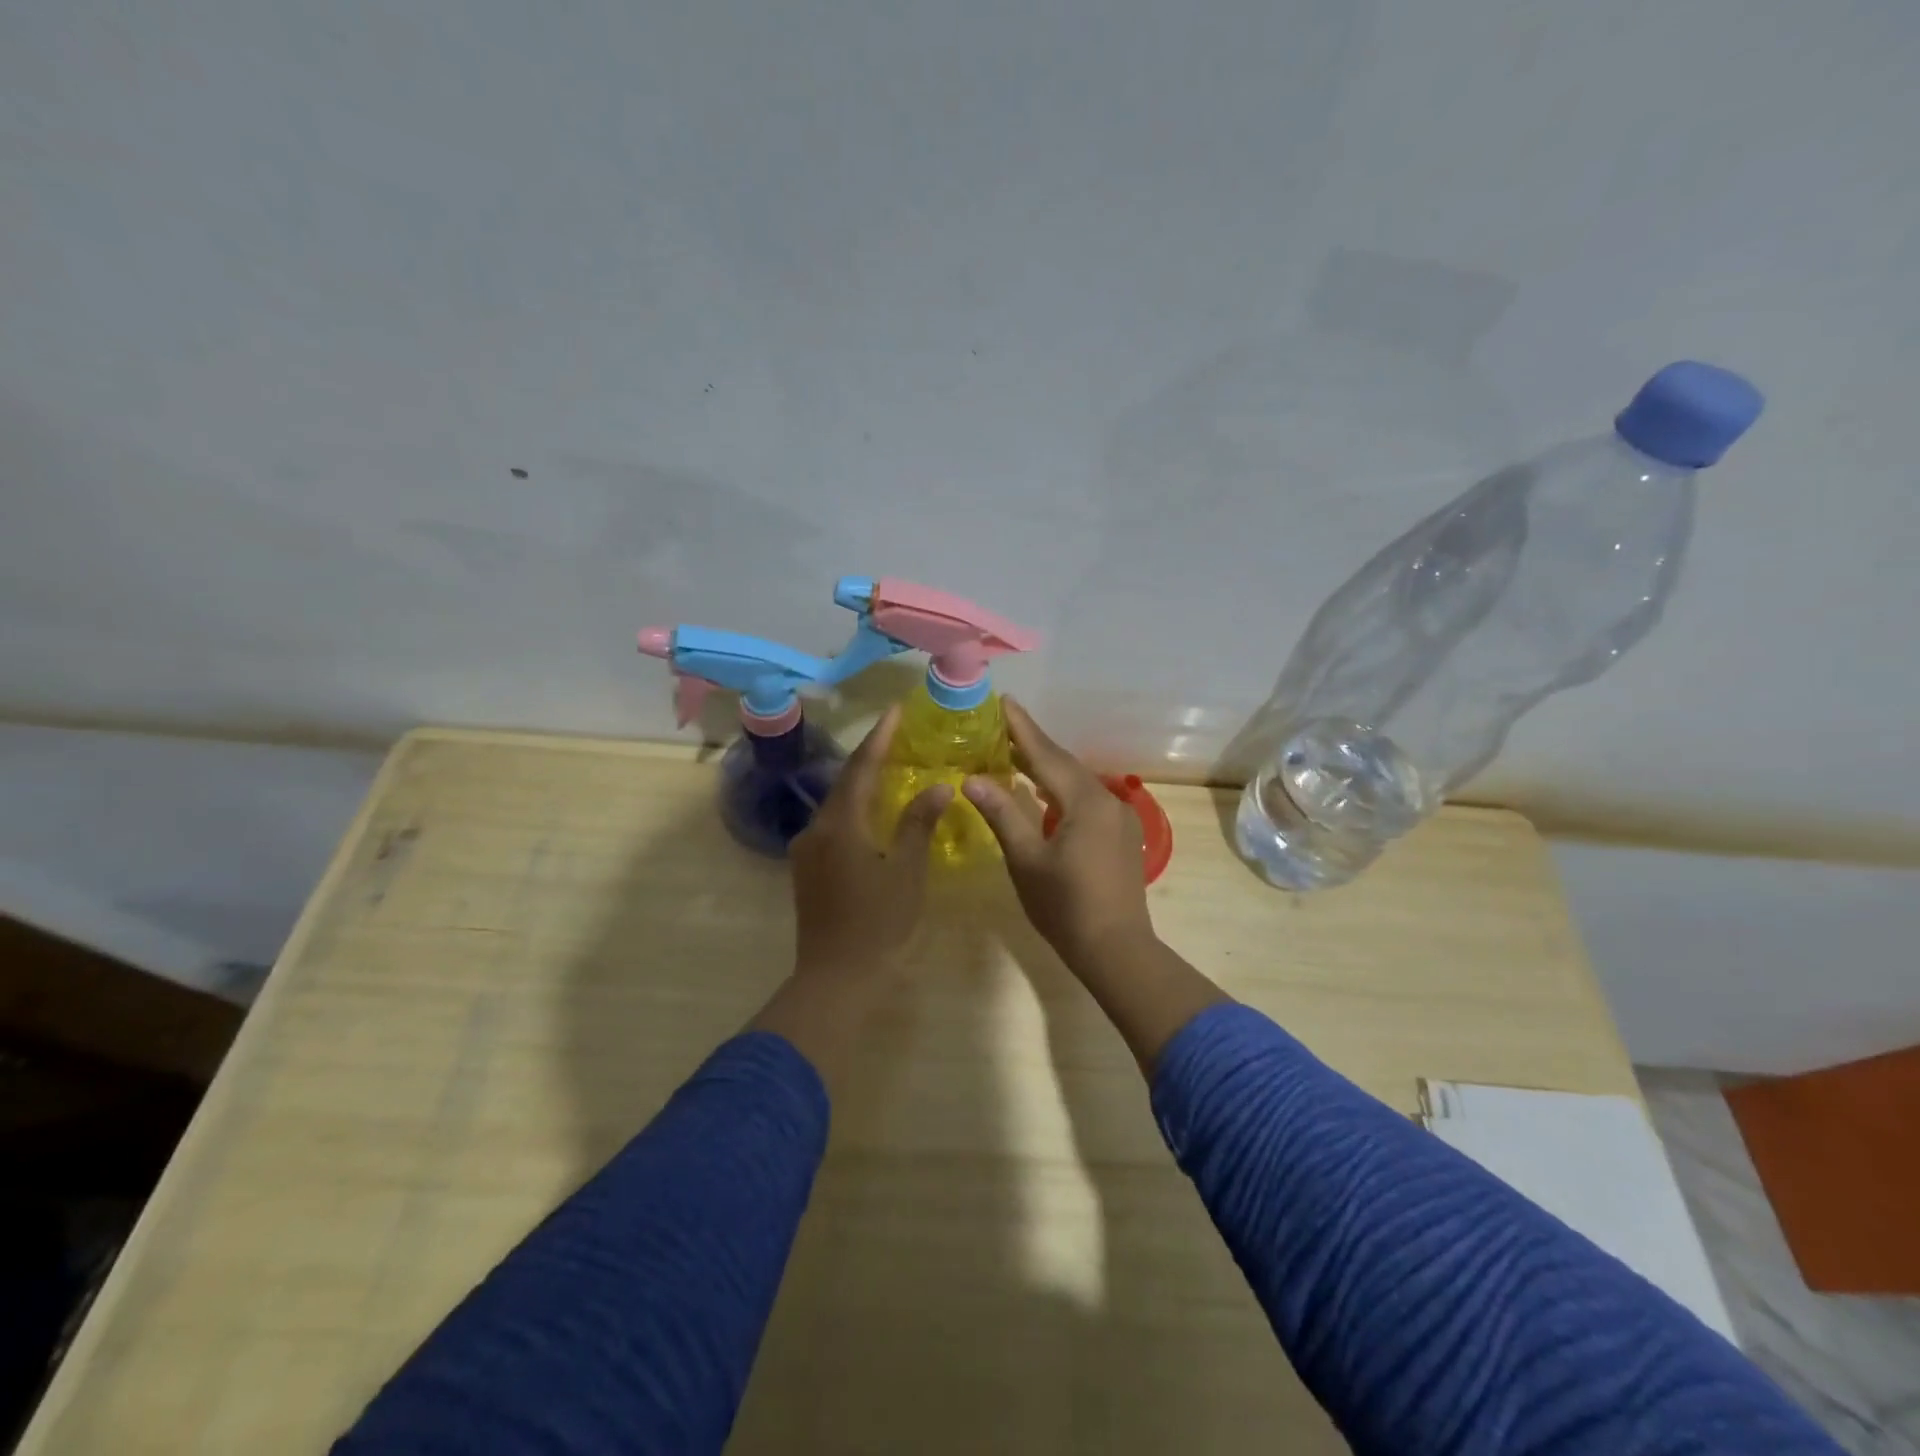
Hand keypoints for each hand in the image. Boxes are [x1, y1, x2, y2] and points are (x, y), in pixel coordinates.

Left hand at [788, 704, 951, 987]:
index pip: (862, 767)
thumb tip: (939, 786)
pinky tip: (873, 813)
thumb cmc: (878, 924)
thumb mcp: (906, 871)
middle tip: (898, 736)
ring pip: (837, 804)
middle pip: (845, 782)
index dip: (880, 737)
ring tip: (890, 768)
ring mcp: (806, 850)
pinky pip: (833, 825)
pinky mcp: (807, 869)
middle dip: (871, 757)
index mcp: (840, 824)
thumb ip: (919, 824)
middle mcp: (816, 828)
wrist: (836, 978)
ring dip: (862, 784)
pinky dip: (854, 810)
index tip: (895, 711)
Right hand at [961, 699, 1152, 962]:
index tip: (1004, 700)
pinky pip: (1087, 800)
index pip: (1046, 754)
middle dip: (1032, 744)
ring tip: (1015, 755)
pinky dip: (1062, 791)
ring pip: (1077, 782)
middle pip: (1064, 764)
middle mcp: (1108, 800)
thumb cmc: (1065, 906)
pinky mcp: (1123, 835)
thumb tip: (972, 779)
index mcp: (1085, 802)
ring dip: (1047, 768)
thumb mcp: (1026, 860)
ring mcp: (1120, 818)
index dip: (1022, 728)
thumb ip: (1002, 814)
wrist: (1116, 949)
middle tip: (1001, 725)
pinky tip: (1044, 795)